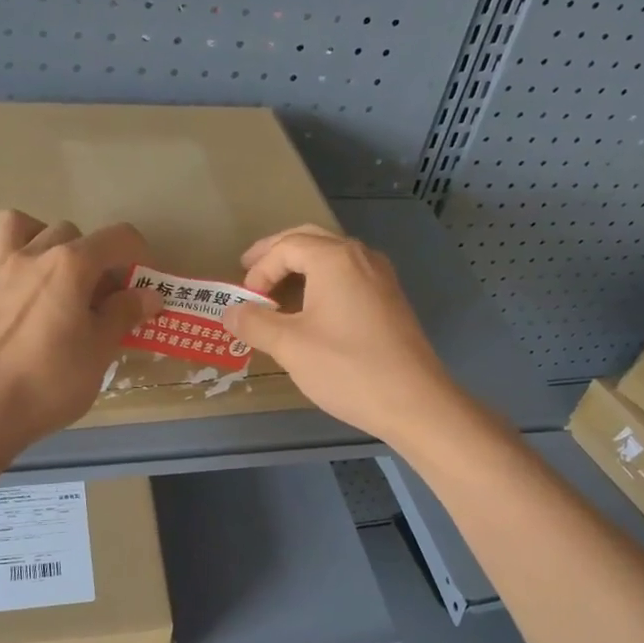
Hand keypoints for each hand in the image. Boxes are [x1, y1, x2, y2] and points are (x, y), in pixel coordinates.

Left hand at [0, 210, 159, 445]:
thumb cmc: (53, 382)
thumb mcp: (101, 351)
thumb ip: (124, 315)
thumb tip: (148, 294)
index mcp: (70, 267)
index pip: (117, 238)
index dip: (137, 253)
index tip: (140, 282)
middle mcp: (29, 258)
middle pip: (66, 231)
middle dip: (87, 253)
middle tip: (94, 293)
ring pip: (8, 226)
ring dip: (28, 236)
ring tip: (40, 266)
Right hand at [220, 224, 459, 443]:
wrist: (415, 402)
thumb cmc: (347, 368)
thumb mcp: (291, 346)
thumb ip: (255, 323)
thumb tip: (228, 312)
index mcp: (335, 258)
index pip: (286, 247)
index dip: (259, 270)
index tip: (244, 301)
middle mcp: (361, 257)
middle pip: (310, 240)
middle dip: (277, 253)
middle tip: (250, 269)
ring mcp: (381, 277)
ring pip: (332, 257)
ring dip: (301, 267)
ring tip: (277, 289)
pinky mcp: (391, 300)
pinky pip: (349, 276)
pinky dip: (323, 282)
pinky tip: (313, 308)